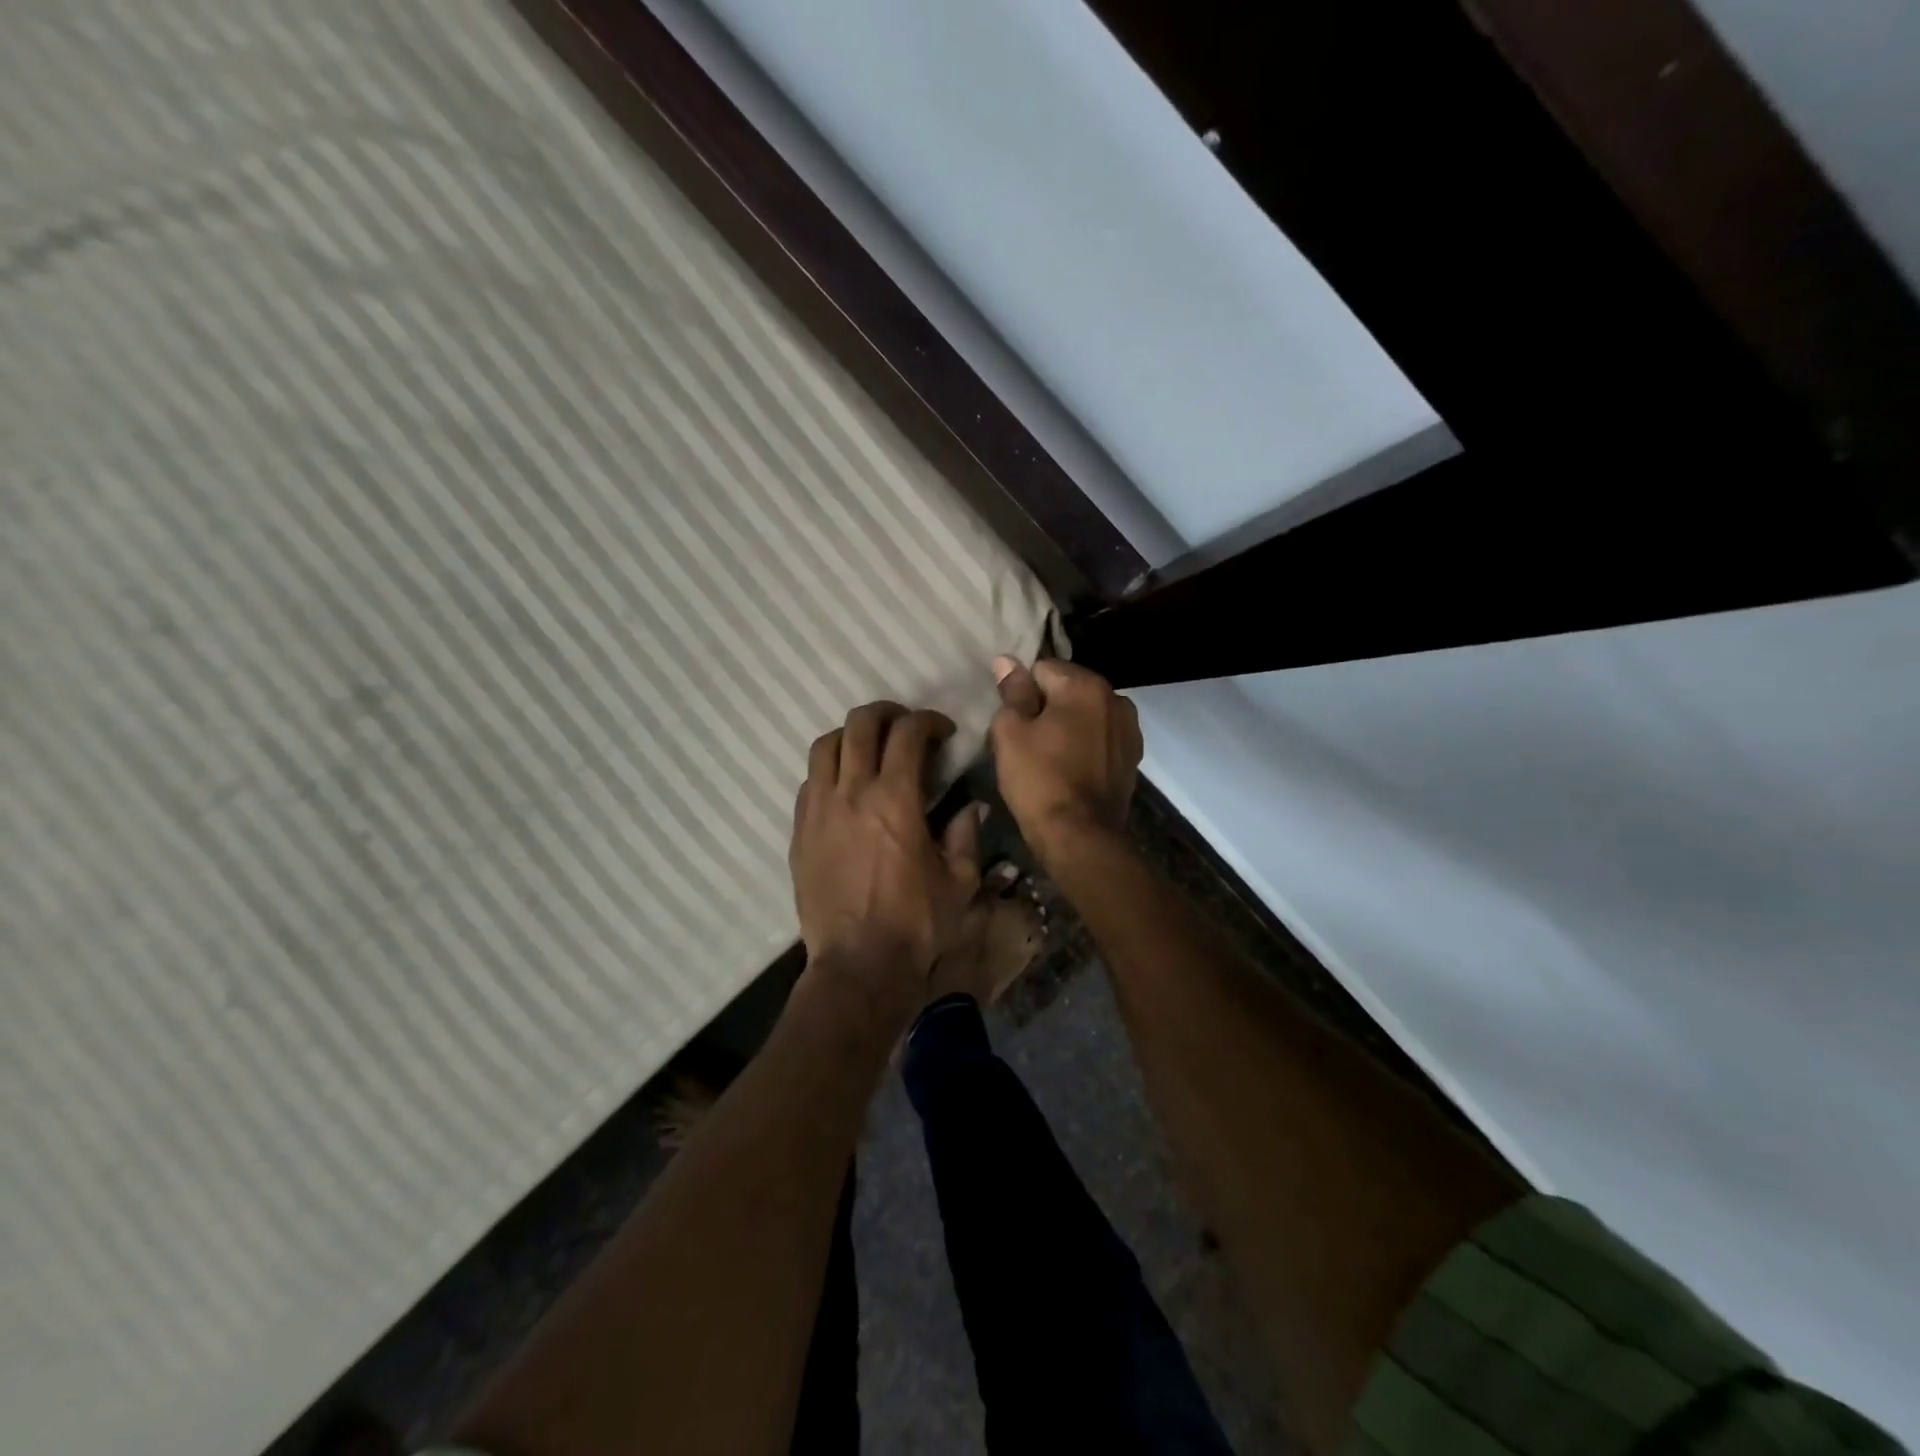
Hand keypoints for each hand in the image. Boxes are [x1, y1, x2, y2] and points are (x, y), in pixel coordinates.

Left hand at [789, 702, 981, 1012]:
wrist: (858, 966)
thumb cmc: (916, 926)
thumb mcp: (960, 883)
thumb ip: (966, 835)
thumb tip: (970, 807)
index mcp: (896, 799)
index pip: (908, 733)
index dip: (929, 721)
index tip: (943, 733)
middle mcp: (852, 793)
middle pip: (860, 724)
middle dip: (888, 714)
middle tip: (906, 728)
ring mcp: (818, 811)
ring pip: (825, 746)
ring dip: (852, 737)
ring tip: (870, 751)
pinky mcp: (799, 832)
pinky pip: (809, 782)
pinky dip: (830, 771)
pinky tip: (845, 790)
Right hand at [990, 657, 1141, 863]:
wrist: (1080, 836)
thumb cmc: (1039, 780)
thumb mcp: (1011, 733)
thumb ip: (1012, 692)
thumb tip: (1007, 661)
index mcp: (1086, 685)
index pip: (1042, 669)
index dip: (1021, 692)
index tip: (1012, 720)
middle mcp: (1116, 698)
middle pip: (1068, 689)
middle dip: (1046, 706)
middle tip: (1025, 740)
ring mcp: (1129, 729)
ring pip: (1086, 714)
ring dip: (1068, 725)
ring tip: (1048, 756)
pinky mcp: (1132, 757)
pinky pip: (1100, 738)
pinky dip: (1085, 745)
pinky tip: (1070, 768)